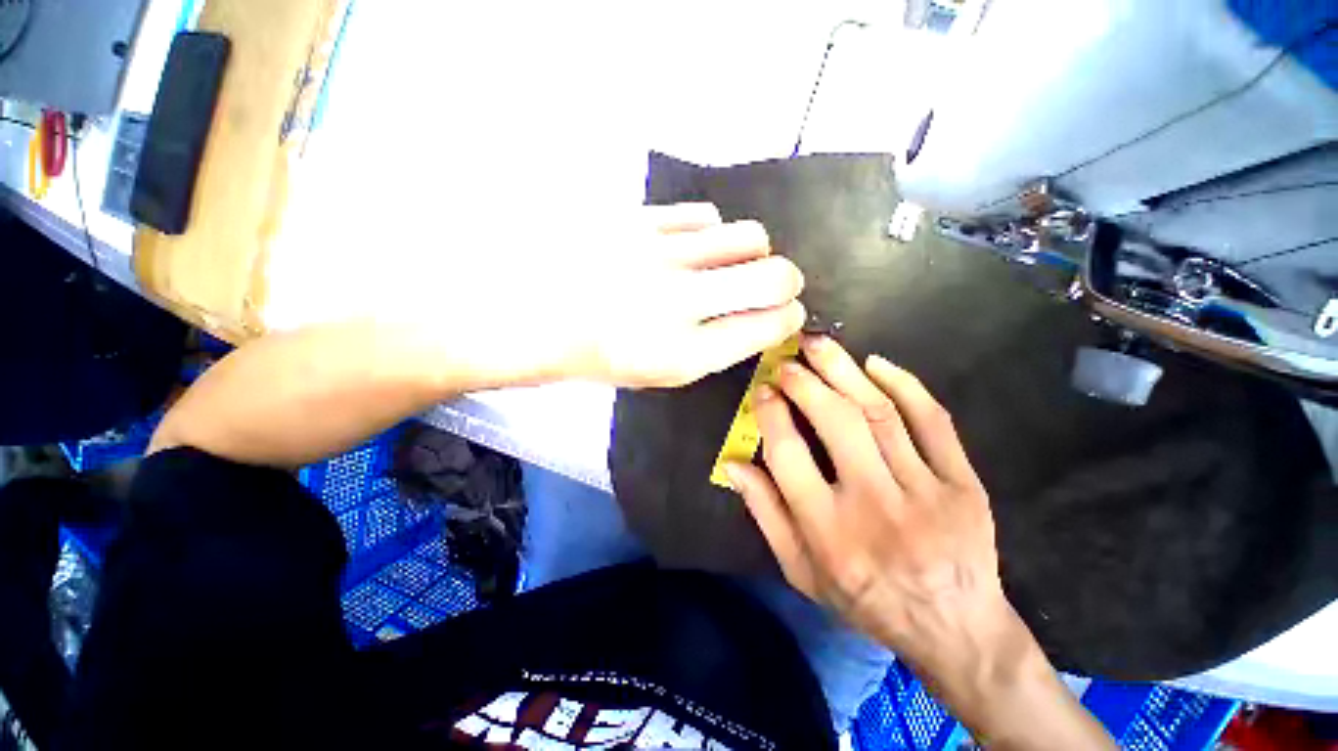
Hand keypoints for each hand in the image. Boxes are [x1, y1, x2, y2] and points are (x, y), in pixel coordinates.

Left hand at [561, 203, 805, 387]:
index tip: (789, 312)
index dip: (789, 317)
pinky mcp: (638, 219)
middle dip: (789, 281)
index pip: (769, 326)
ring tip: (726, 264)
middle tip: (777, 283)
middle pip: (775, 276)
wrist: (539, 317)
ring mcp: (659, 255)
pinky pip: (705, 215)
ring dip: (751, 253)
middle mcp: (680, 303)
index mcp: (686, 355)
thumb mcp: (665, 373)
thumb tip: (768, 317)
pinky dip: (710, 233)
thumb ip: (721, 349)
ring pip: (749, 235)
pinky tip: (690, 247)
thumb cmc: (606, 355)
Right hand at [725, 335, 1008, 667]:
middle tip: (788, 361)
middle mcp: (876, 506)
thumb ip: (766, 514)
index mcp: (830, 532)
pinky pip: (935, 422)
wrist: (954, 626)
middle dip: (806, 383)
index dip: (771, 415)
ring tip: (820, 345)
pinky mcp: (964, 483)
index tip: (763, 390)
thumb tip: (733, 464)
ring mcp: (927, 491)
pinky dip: (906, 385)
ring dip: (845, 371)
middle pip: (837, 423)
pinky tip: (876, 364)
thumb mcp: (801, 570)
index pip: (789, 456)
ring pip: (880, 413)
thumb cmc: (865, 599)